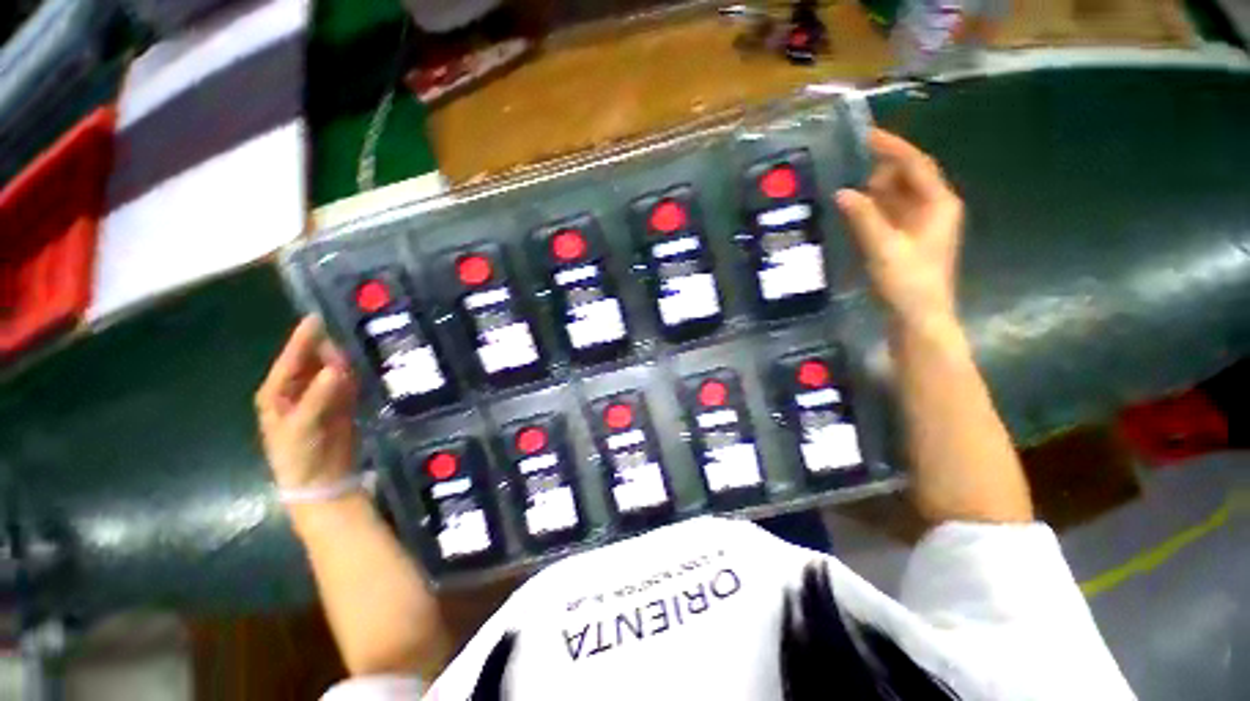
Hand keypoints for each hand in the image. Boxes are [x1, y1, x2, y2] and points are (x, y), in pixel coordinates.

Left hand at [255, 316, 357, 490]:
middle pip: (315, 358)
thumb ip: (320, 395)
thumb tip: (338, 365)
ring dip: (349, 355)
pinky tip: (373, 360)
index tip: (321, 314)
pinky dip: (360, 371)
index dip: (305, 337)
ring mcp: (323, 393)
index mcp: (278, 390)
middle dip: (332, 342)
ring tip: (368, 336)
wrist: (321, 481)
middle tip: (354, 323)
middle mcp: (300, 387)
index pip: (292, 357)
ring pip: (336, 367)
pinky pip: (352, 380)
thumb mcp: (302, 426)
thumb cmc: (298, 455)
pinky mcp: (344, 401)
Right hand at [836, 128, 963, 325]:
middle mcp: (932, 208)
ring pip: (896, 197)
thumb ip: (864, 217)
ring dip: (872, 190)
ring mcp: (920, 225)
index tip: (866, 135)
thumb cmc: (909, 282)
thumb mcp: (884, 248)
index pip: (916, 165)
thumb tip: (842, 192)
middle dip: (878, 169)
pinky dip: (871, 209)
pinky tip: (850, 210)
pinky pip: (888, 214)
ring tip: (842, 183)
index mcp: (938, 204)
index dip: (892, 148)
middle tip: (845, 164)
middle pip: (906, 178)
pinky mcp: (906, 240)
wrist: (918, 317)